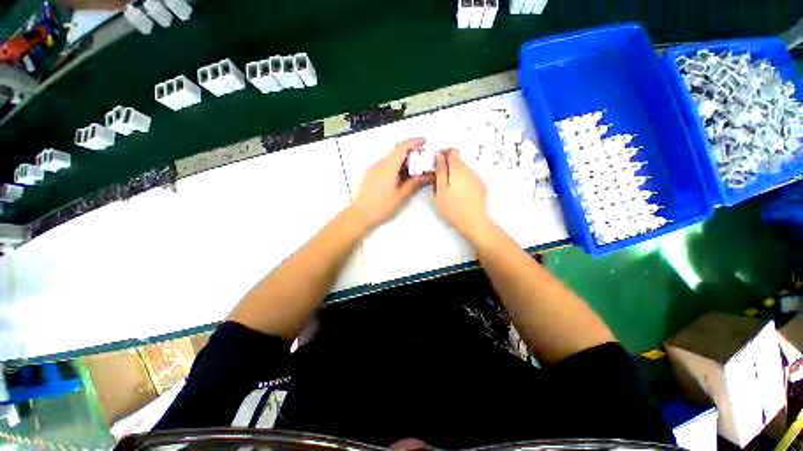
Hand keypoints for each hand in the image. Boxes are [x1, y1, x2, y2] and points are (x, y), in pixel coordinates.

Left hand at [351, 138, 432, 228]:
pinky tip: (400, 179)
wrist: (361, 214)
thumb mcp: (401, 196)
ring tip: (412, 174)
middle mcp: (379, 165)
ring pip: (391, 160)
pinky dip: (395, 168)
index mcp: (388, 168)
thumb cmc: (381, 207)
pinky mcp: (370, 174)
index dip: (414, 142)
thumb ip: (414, 183)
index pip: (402, 148)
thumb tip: (426, 176)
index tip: (424, 142)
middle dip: (411, 155)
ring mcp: (373, 169)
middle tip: (422, 163)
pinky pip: (385, 166)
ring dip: (403, 162)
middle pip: (397, 153)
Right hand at [434, 149, 491, 239]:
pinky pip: (469, 178)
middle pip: (458, 161)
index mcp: (458, 169)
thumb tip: (438, 156)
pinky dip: (462, 181)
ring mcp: (477, 179)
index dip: (442, 154)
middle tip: (438, 179)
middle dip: (447, 166)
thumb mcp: (440, 190)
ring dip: (454, 174)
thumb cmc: (453, 208)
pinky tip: (458, 194)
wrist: (473, 222)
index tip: (435, 162)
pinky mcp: (481, 187)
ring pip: (463, 170)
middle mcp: (470, 171)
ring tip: (447, 190)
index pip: (452, 151)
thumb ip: (439, 171)